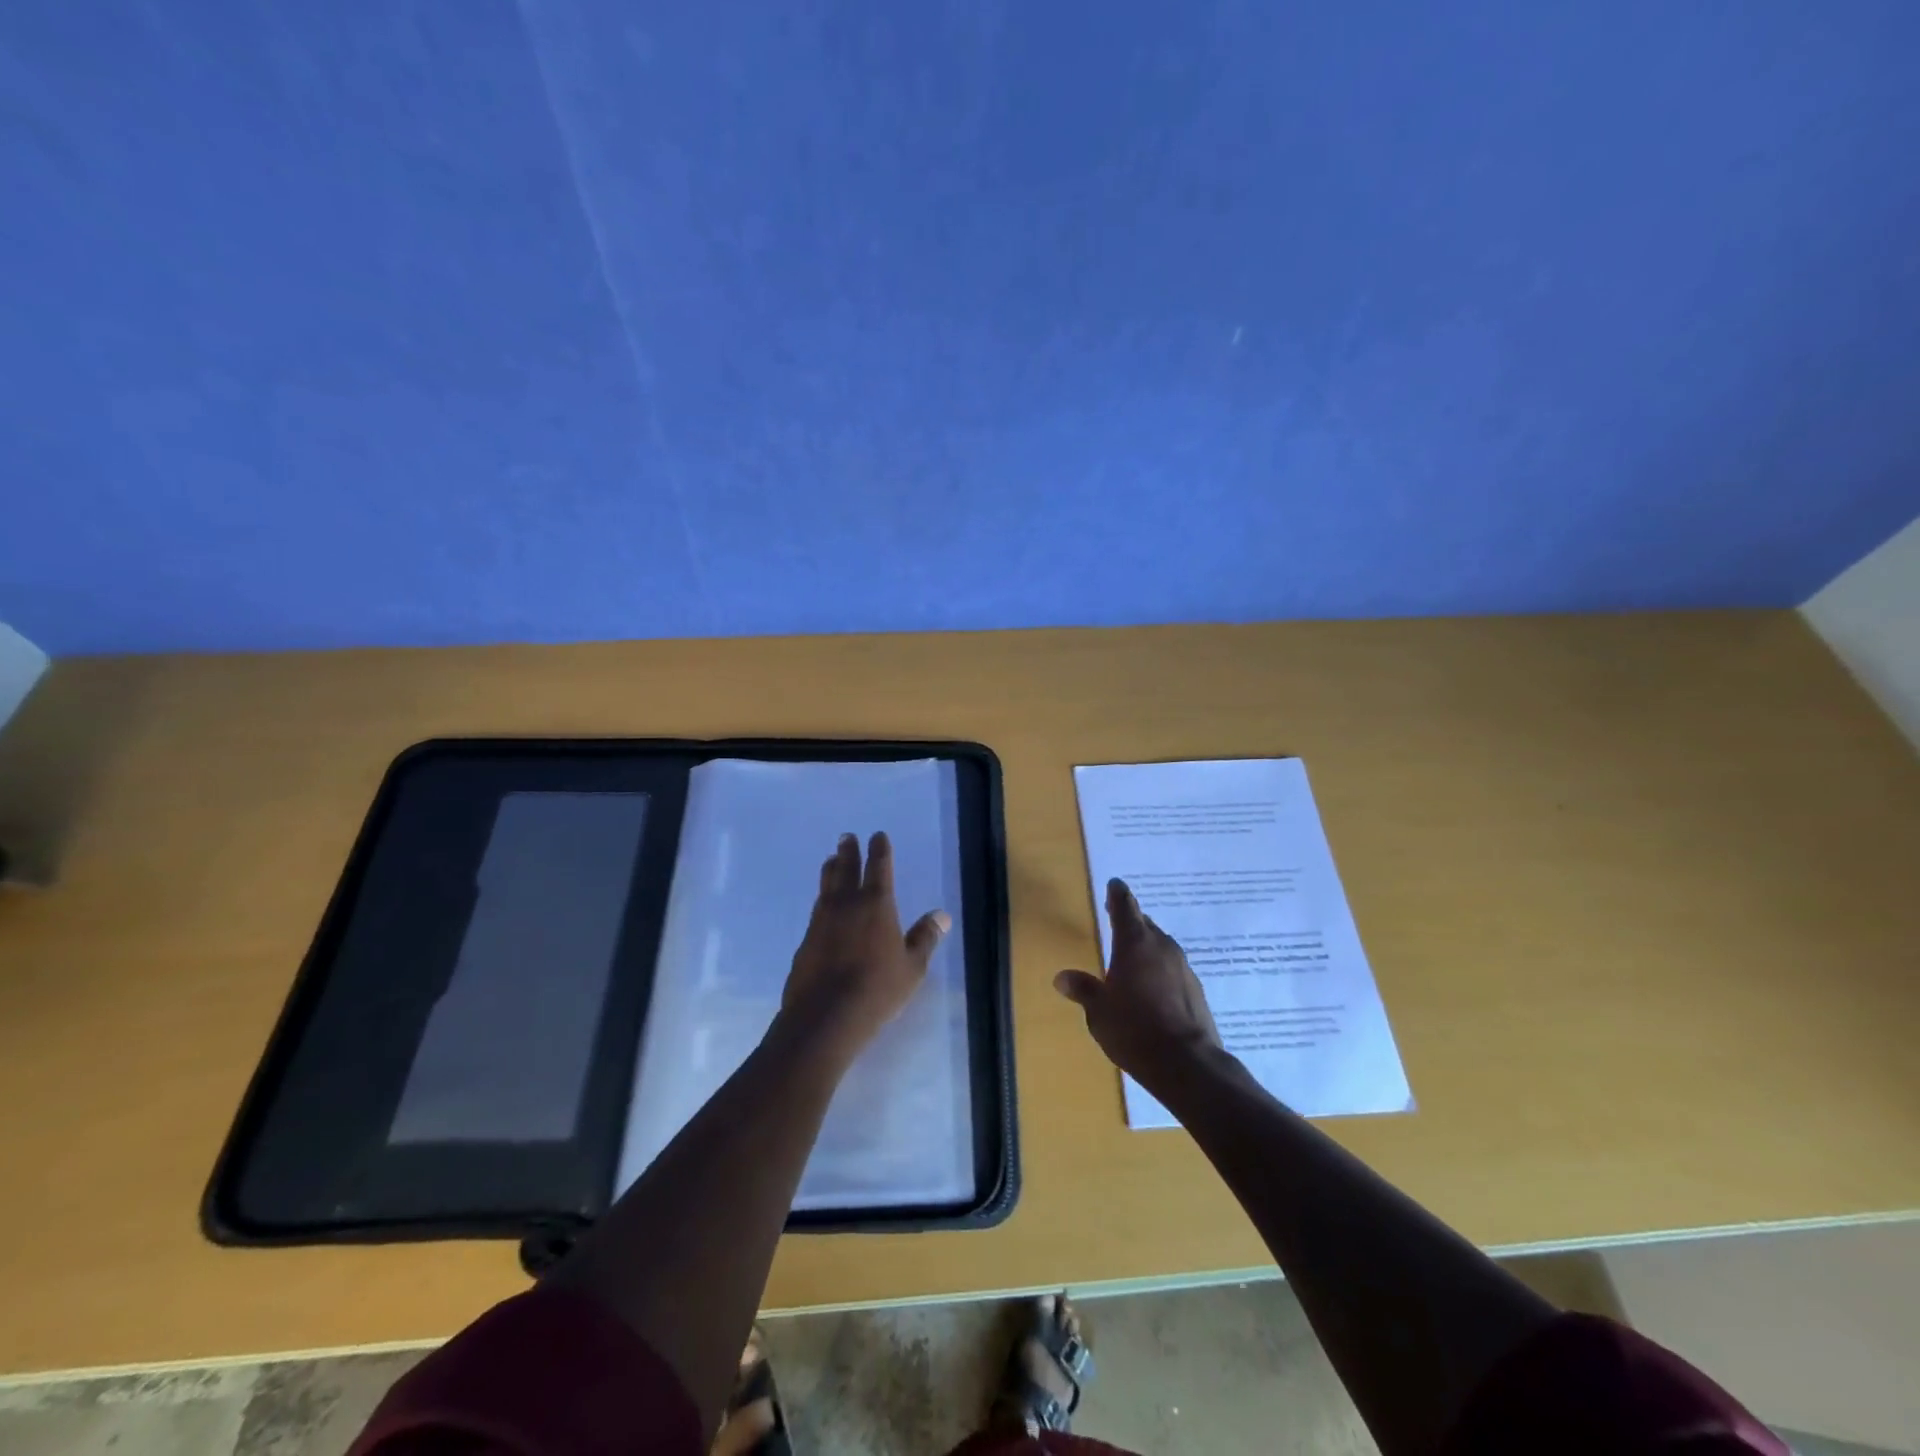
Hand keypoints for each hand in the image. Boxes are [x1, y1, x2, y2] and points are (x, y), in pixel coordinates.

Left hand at [783, 832, 949, 1058]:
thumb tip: (942, 916)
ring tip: (831, 860)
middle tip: (846, 837)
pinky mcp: (806, 940)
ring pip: (826, 885)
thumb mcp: (912, 967)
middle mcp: (846, 904)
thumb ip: (925, 938)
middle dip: (848, 851)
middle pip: (846, 869)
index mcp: (876, 904)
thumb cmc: (877, 989)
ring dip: (831, 870)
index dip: (879, 849)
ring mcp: (822, 920)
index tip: (877, 836)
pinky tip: (822, 905)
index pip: (879, 867)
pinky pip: (817, 909)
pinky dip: (822, 899)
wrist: (825, 1016)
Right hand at [1055, 878, 1224, 1089]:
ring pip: (1160, 945)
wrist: (1187, 1063)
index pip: (1124, 905)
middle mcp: (1161, 946)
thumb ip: (1083, 990)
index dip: (1117, 894)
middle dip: (1130, 921)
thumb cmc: (1134, 1030)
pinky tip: (1152, 987)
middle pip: (1144, 923)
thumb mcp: (1099, 1012)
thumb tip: (1062, 977)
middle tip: (1115, 921)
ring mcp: (1182, 966)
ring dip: (1146, 946)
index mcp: (1134, 943)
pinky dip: (1160, 969)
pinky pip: (1173, 967)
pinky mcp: (1195, 988)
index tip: (1114, 884)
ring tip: (1131, 958)